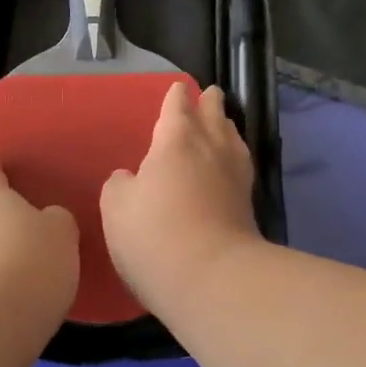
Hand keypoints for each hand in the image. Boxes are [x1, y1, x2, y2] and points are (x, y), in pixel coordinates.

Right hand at [102, 82, 259, 301]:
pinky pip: (241, 165)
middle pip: (213, 116)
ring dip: (226, 126)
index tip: (178, 88)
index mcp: (176, 139)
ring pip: (232, 139)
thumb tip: (130, 178)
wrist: (212, 278)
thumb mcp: (117, 207)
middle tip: (211, 93)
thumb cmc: (155, 234)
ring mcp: (234, 176)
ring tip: (224, 122)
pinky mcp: (248, 205)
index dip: (176, 96)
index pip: (177, 107)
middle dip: (210, 103)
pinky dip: (235, 156)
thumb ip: (120, 185)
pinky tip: (232, 164)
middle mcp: (210, 148)